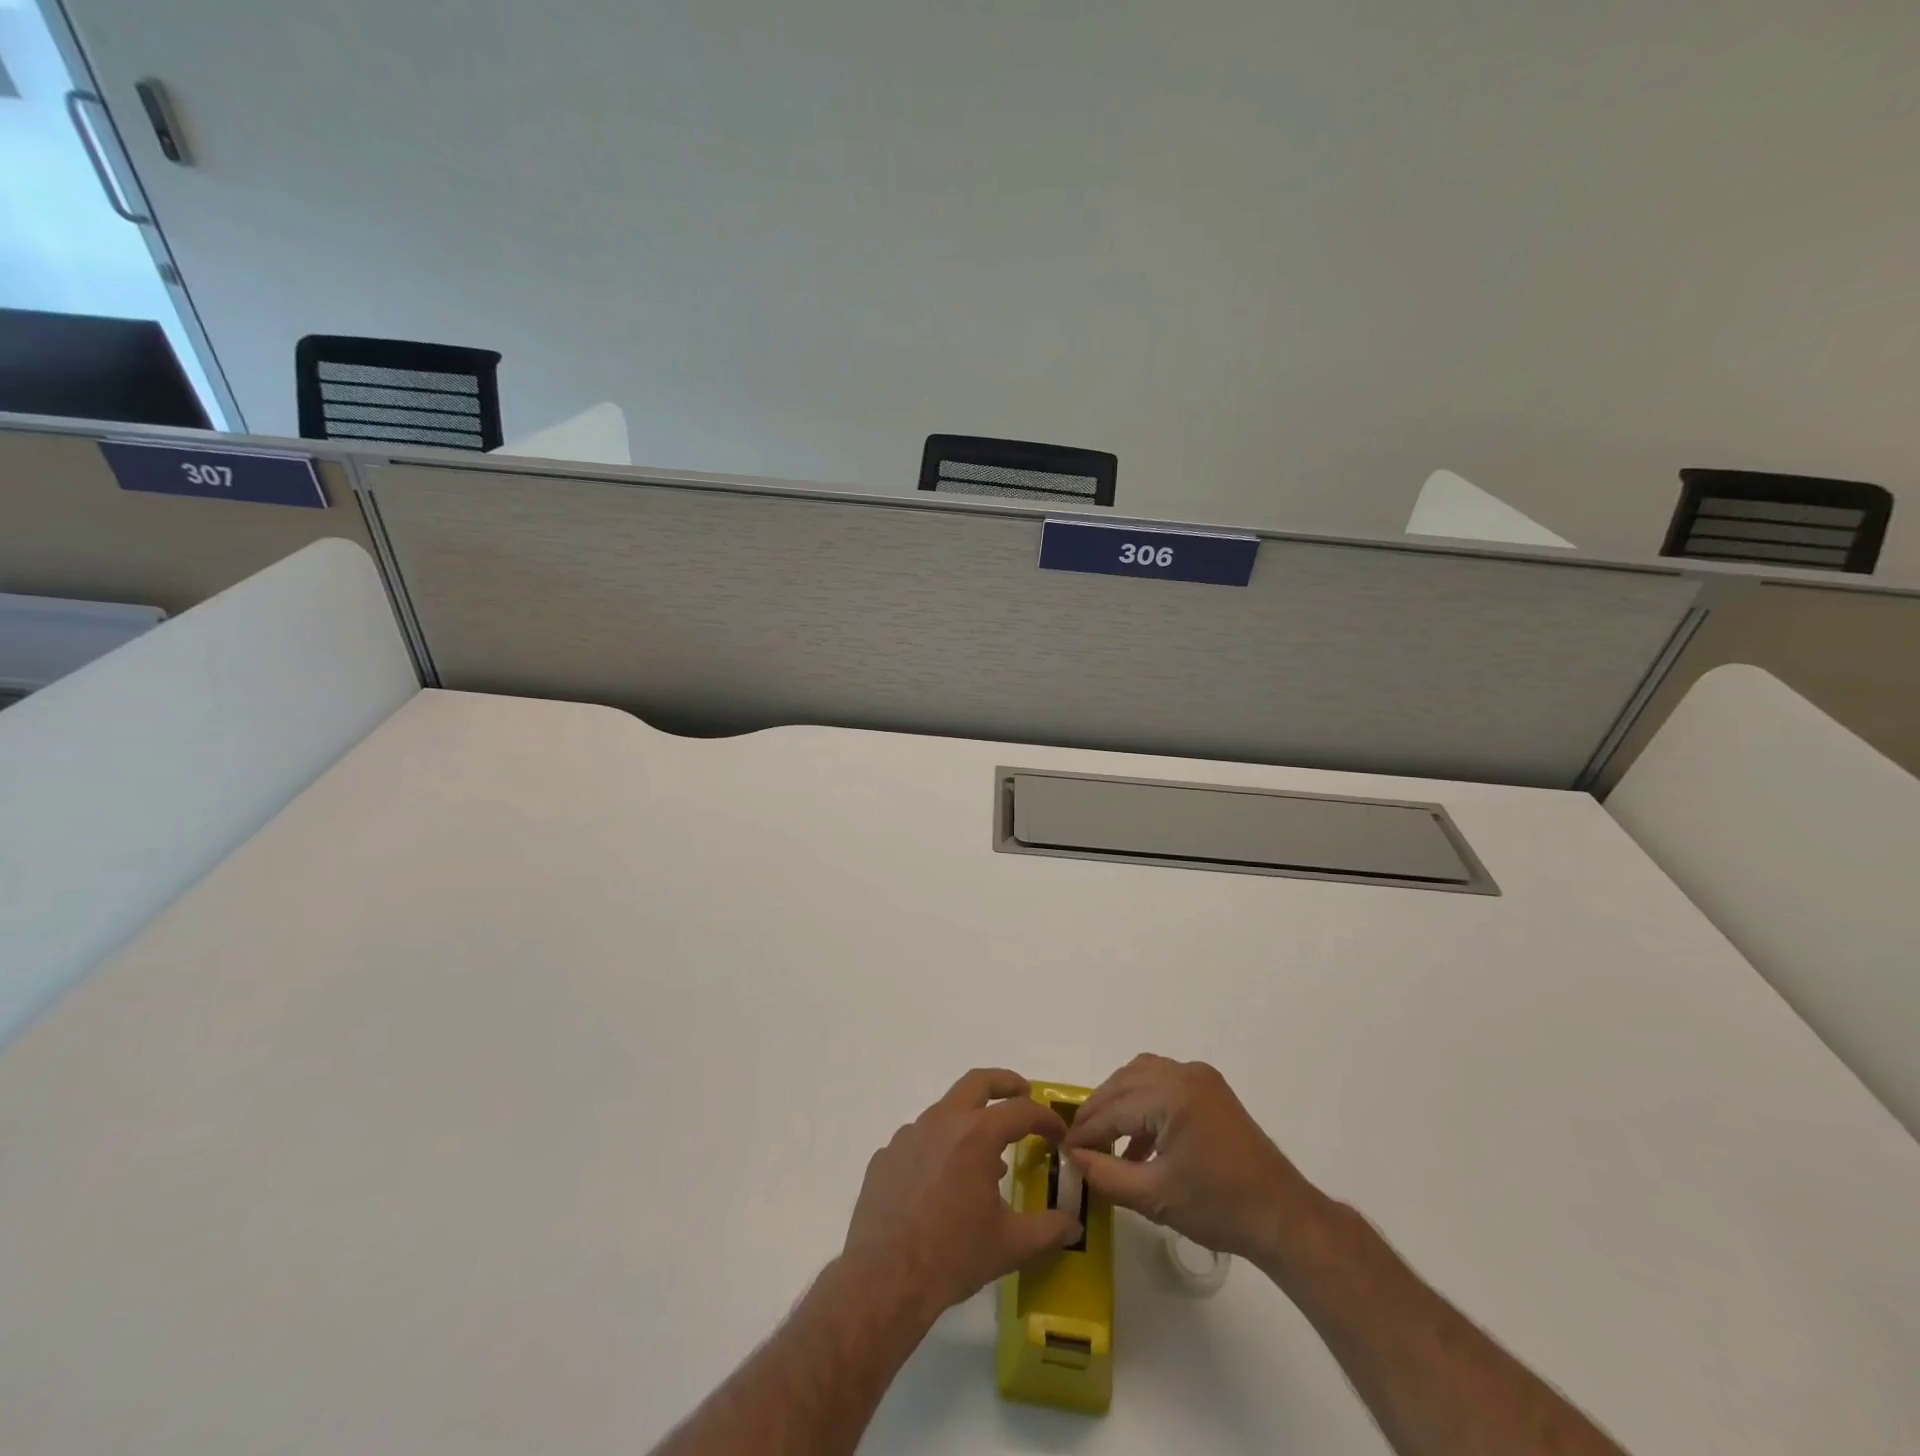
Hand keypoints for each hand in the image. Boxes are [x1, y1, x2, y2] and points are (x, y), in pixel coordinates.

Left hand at [842, 1069, 1083, 1322]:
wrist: (885, 1279)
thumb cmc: (954, 1256)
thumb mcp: (1011, 1245)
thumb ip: (1048, 1229)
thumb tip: (1073, 1223)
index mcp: (976, 1135)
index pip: (1021, 1111)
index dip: (1045, 1118)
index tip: (1058, 1133)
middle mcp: (942, 1121)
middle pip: (978, 1082)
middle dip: (1005, 1083)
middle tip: (1022, 1092)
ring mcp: (909, 1135)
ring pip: (945, 1111)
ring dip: (969, 1120)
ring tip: (984, 1155)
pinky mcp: (886, 1155)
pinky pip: (918, 1140)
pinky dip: (938, 1148)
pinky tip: (941, 1181)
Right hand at [1062, 1054, 1325, 1261]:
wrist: (1282, 1217)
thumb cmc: (1219, 1208)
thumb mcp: (1155, 1198)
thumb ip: (1106, 1175)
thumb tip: (1073, 1158)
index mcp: (1171, 1095)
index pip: (1114, 1108)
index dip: (1086, 1130)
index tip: (1063, 1149)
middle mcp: (1184, 1073)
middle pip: (1124, 1082)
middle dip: (1098, 1110)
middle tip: (1078, 1141)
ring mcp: (1200, 1077)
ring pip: (1141, 1075)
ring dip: (1118, 1101)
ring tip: (1104, 1137)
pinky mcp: (1210, 1088)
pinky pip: (1162, 1082)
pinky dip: (1142, 1101)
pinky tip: (1138, 1141)